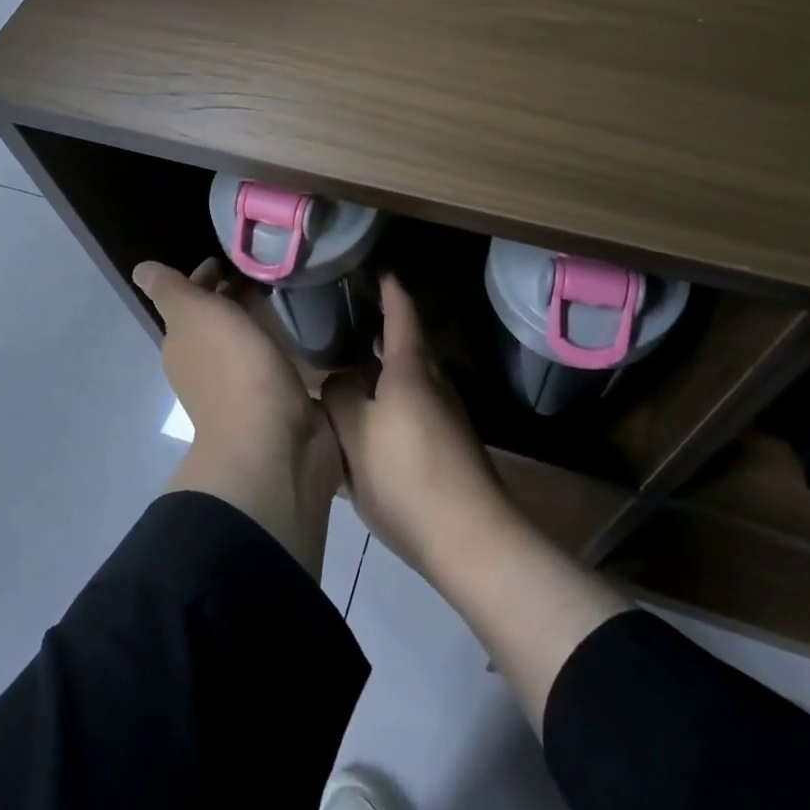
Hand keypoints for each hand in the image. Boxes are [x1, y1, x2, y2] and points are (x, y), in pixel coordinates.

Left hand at [134, 258, 342, 575]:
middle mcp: (204, 365)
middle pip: (216, 319)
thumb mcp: (194, 315)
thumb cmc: (232, 369)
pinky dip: (276, 343)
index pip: (190, 300)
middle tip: (264, 270)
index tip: (230, 258)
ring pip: (243, 340)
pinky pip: (269, 361)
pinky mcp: (272, 400)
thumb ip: (171, 290)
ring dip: (256, 319)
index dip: (205, 278)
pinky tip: (296, 331)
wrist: (273, 442)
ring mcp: (239, 386)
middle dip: (232, 296)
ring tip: (284, 293)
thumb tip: (141, 270)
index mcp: (182, 344)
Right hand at [326, 275, 630, 731]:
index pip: (401, 315)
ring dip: (383, 375)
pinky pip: (413, 410)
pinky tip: (371, 429)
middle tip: (349, 326)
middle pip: (407, 348)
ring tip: (352, 377)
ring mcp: (447, 415)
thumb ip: (340, 397)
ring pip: (409, 382)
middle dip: (381, 334)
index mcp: (410, 370)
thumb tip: (339, 379)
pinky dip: (391, 405)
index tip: (380, 271)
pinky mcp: (450, 446)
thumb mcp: (354, 434)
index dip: (390, 291)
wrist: (470, 537)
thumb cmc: (406, 475)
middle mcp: (434, 384)